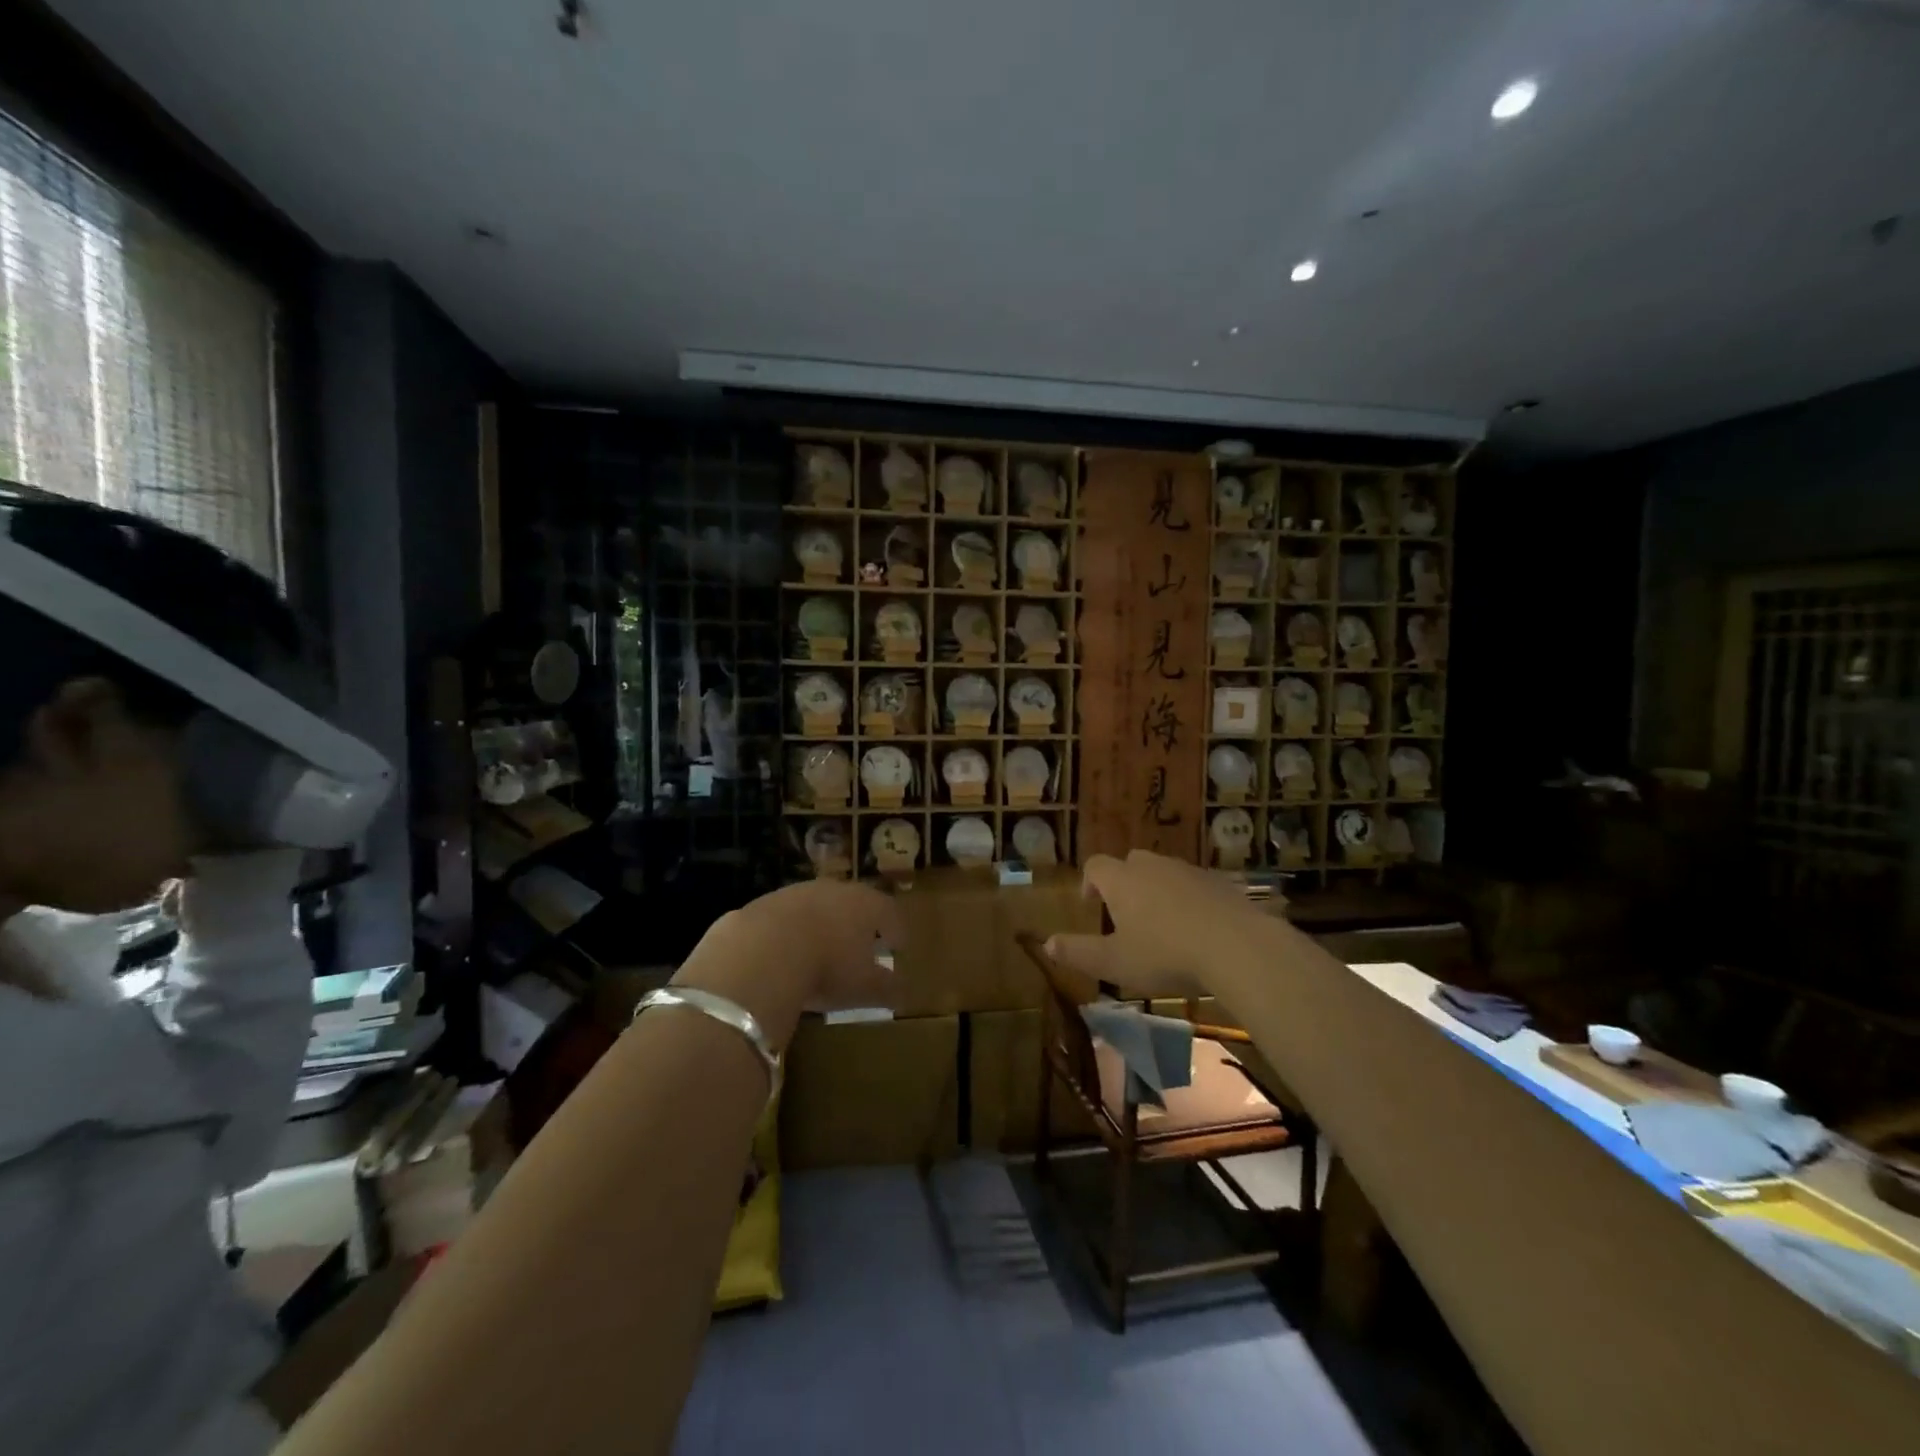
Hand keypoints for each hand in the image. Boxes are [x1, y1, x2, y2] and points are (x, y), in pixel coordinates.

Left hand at [671, 880, 902, 1051]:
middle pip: (853, 903)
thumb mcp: (865, 987)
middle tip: (860, 945)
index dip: (895, 929)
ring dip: (821, 925)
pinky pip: (784, 918)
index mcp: (866, 904)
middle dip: (858, 923)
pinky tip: (784, 956)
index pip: (889, 911)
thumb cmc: (827, 967)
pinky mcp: (763, 903)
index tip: (897, 946)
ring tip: (819, 951)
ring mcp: (796, 892)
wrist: (762, 951)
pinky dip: (789, 933)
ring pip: (817, 907)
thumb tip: (902, 992)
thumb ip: (888, 988)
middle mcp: (834, 890)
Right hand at [1043, 851, 1270, 998]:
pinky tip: (1198, 928)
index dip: (1089, 882)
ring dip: (1158, 891)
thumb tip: (1046, 944)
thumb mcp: (1115, 963)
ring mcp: (1189, 871)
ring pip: (1164, 872)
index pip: (1095, 866)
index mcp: (1122, 880)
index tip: (1091, 904)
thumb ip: (1078, 953)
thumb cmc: (1165, 954)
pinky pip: (1195, 885)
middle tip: (1126, 914)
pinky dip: (1189, 899)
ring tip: (1163, 924)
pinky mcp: (1220, 882)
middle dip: (1124, 883)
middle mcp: (1153, 866)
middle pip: (1130, 863)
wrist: (1237, 946)